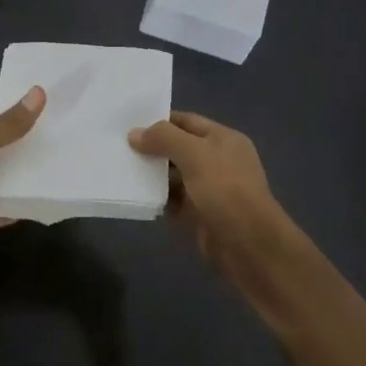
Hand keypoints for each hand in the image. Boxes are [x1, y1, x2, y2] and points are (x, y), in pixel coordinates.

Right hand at [128, 111, 290, 283]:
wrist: (247, 244)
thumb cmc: (225, 190)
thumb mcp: (195, 154)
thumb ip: (164, 138)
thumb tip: (134, 134)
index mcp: (223, 139)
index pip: (187, 122)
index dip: (160, 121)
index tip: (129, 124)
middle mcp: (217, 161)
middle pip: (178, 149)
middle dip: (152, 149)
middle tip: (118, 147)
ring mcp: (208, 190)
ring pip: (174, 177)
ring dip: (151, 175)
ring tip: (120, 169)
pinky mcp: (198, 215)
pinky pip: (173, 202)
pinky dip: (157, 199)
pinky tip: (135, 195)